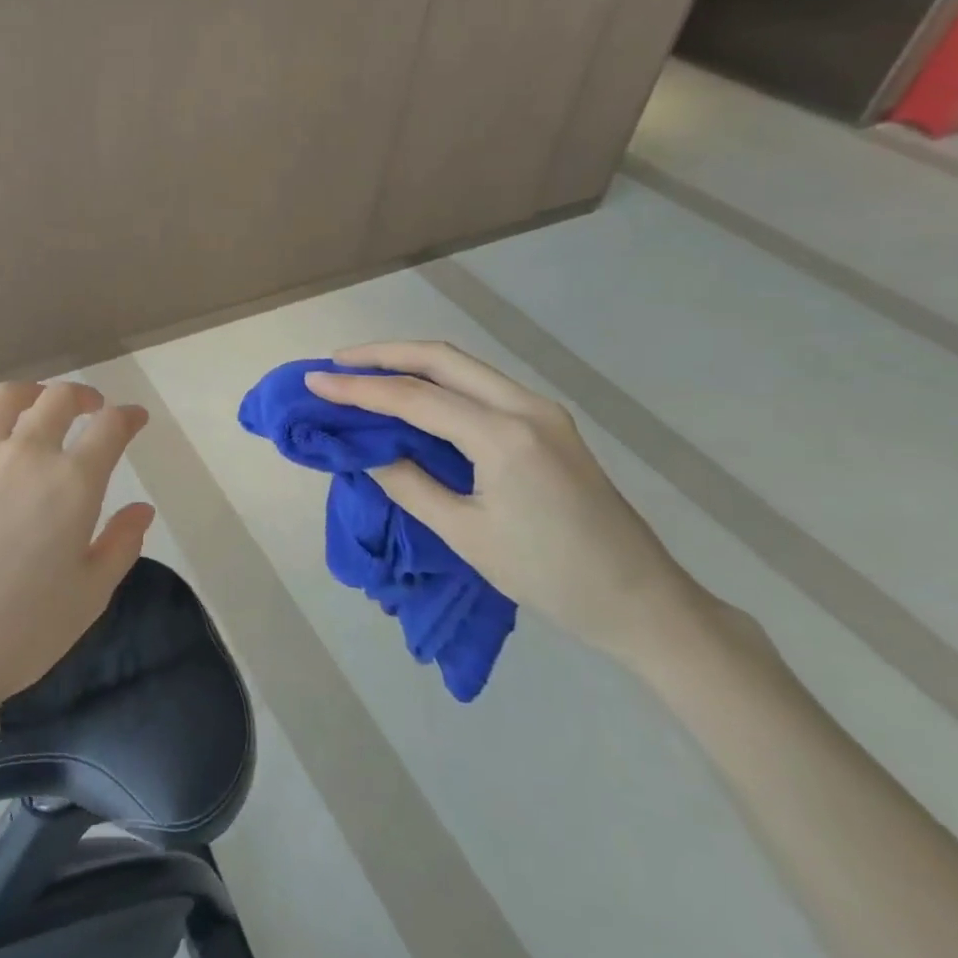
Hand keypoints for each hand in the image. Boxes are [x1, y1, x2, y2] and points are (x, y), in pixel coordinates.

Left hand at [0, 381, 153, 705]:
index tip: (134, 419)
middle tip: (90, 408)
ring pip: (4, 398)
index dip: (128, 417)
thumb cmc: (22, 631)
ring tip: (37, 406)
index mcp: (71, 482)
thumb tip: (142, 509)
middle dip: (83, 396)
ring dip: (31, 394)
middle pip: (58, 398)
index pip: (110, 427)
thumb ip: (121, 544)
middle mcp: (23, 454)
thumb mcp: (89, 596)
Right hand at [305, 342, 702, 666]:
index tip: (314, 383)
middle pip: (441, 358)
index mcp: (503, 436)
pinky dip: (439, 382)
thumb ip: (409, 484)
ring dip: (411, 363)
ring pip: (463, 366)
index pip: (414, 398)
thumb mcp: (466, 536)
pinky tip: (415, 395)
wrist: (644, 602)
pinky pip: (481, 386)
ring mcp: (542, 411)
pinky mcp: (548, 424)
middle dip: (383, 354)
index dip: (358, 389)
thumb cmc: (552, 577)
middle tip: (336, 364)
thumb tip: (367, 451)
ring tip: (364, 373)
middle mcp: (525, 406)